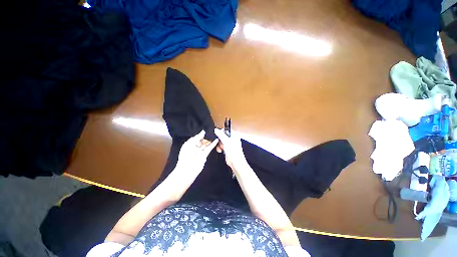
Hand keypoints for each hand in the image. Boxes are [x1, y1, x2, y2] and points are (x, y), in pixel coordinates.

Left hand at [175, 130, 218, 174]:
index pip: (196, 137)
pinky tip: (216, 140)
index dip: (201, 134)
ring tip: (215, 135)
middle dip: (206, 136)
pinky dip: (212, 144)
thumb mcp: (189, 144)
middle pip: (202, 140)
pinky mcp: (204, 155)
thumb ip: (197, 137)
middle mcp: (194, 147)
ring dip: (210, 140)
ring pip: (206, 144)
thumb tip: (203, 131)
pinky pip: (209, 148)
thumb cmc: (186, 156)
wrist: (187, 170)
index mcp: (189, 144)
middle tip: (212, 132)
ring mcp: (200, 151)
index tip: (207, 130)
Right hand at [214, 128, 246, 170]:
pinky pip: (220, 145)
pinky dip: (219, 148)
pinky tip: (220, 150)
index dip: (220, 132)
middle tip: (220, 142)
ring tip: (221, 147)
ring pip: (220, 141)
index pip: (226, 130)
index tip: (216, 134)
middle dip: (219, 139)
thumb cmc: (234, 152)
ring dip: (219, 144)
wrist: (235, 162)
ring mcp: (229, 143)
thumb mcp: (226, 141)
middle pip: (222, 135)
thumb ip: (221, 134)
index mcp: (234, 135)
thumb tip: (216, 130)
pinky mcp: (226, 148)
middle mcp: (232, 139)